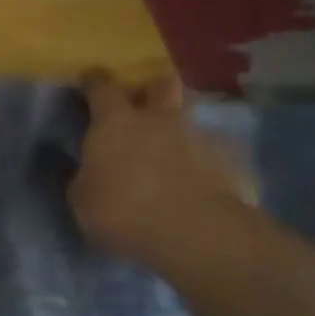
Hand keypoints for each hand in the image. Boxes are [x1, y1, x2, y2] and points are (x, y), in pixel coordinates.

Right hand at [69, 70, 254, 266]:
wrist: (197, 234)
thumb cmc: (123, 211)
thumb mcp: (82, 198)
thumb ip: (86, 176)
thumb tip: (90, 170)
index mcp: (116, 122)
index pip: (102, 87)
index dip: (94, 81)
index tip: (89, 81)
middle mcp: (160, 119)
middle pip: (160, 84)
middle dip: (150, 89)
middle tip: (141, 105)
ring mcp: (200, 138)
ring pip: (188, 120)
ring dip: (177, 130)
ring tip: (169, 154)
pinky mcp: (232, 163)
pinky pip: (211, 153)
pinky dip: (202, 162)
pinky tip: (196, 184)